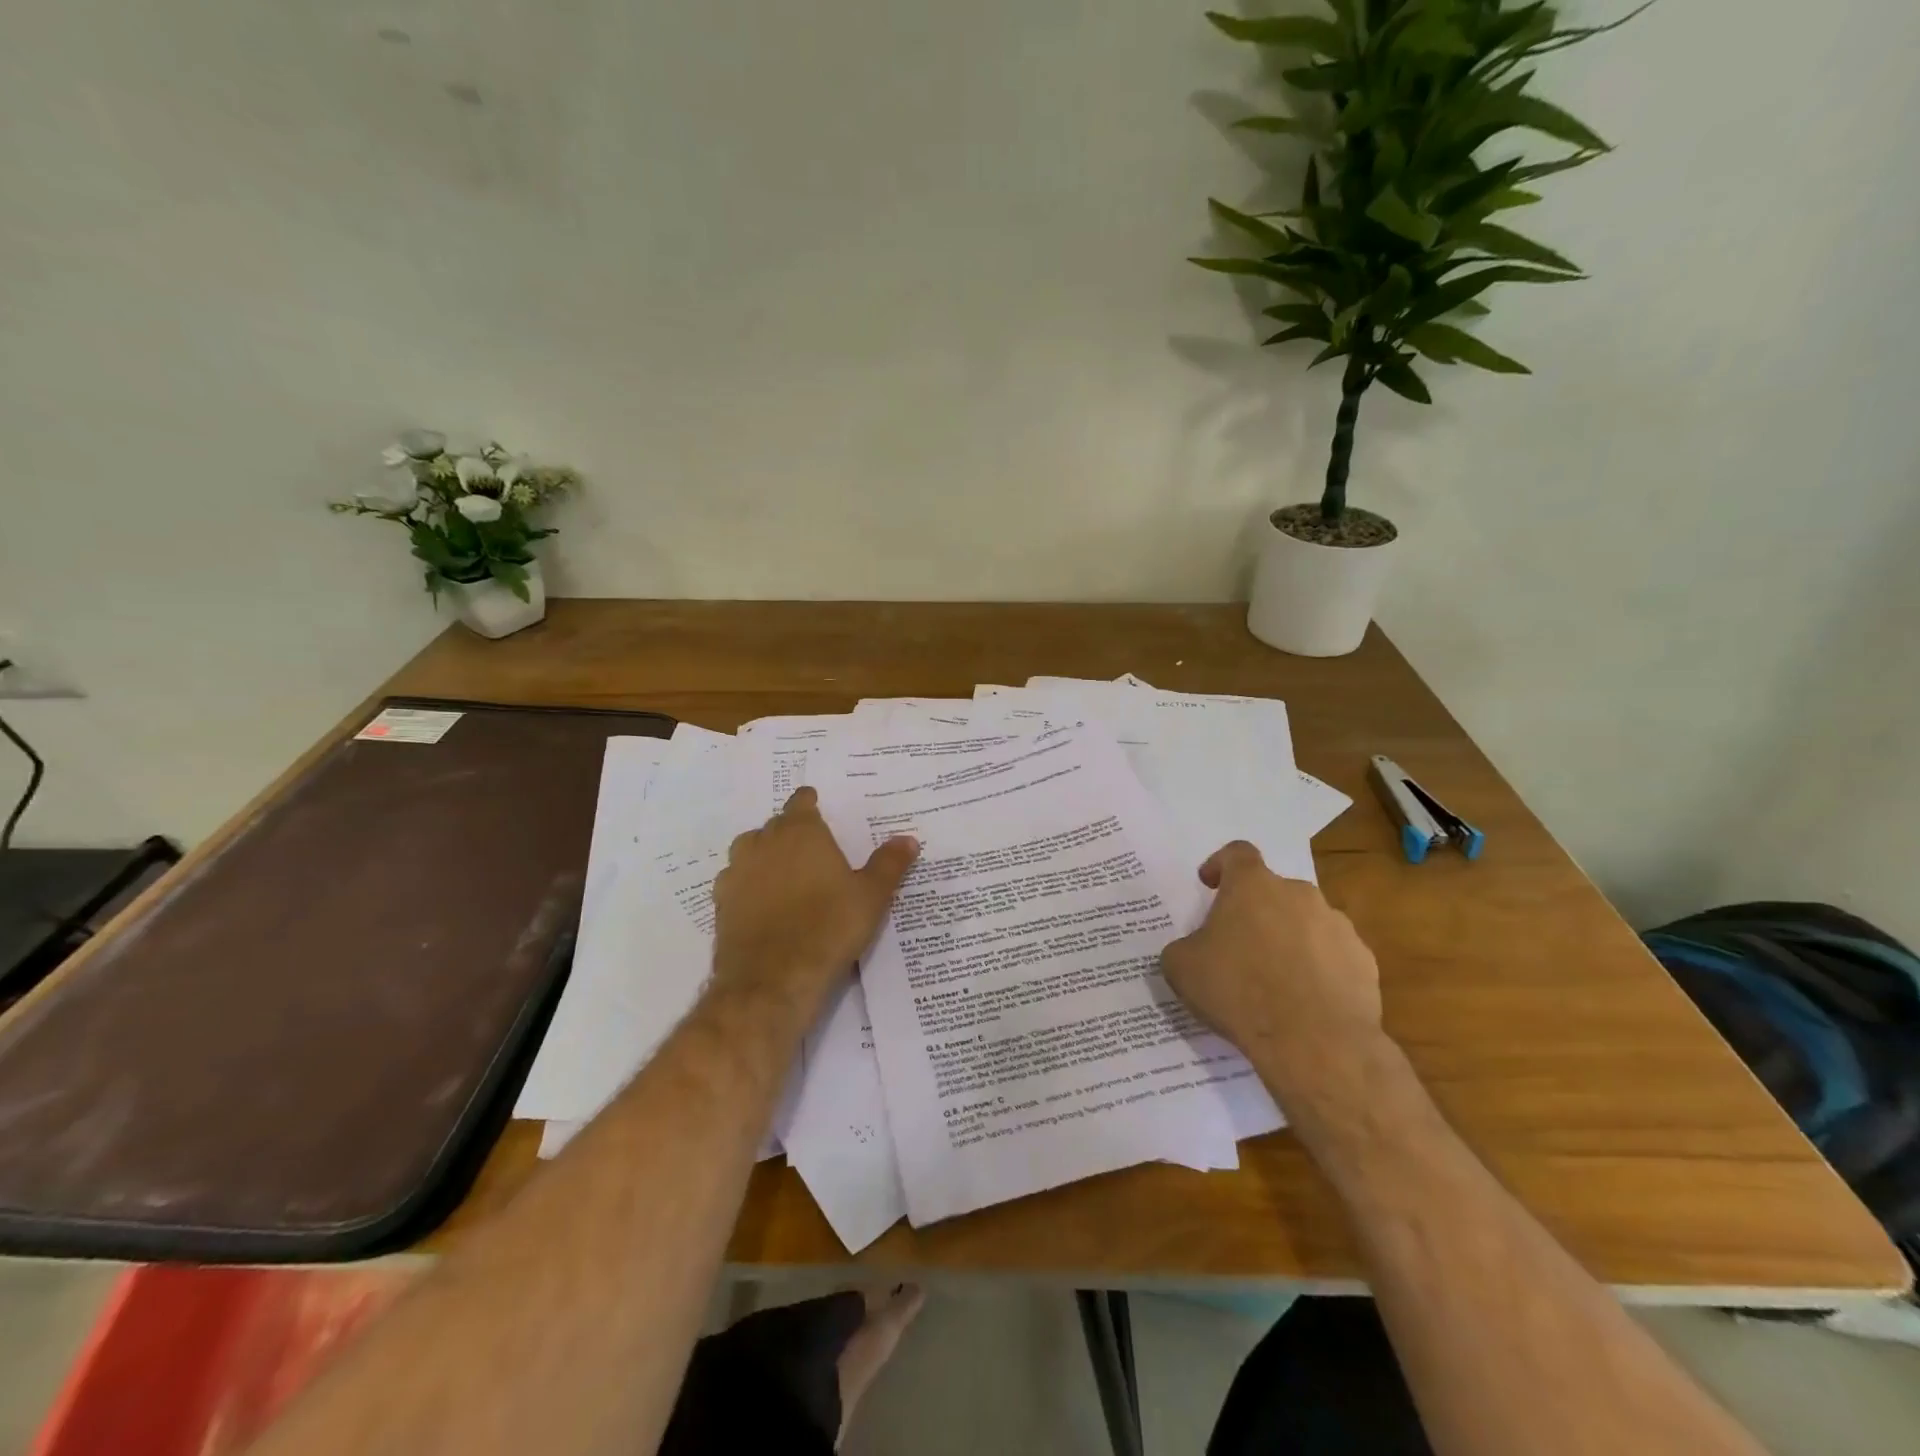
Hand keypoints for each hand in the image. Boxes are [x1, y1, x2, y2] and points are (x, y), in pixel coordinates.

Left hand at [710, 787, 918, 1020]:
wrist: (773, 979)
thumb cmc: (829, 927)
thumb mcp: (872, 896)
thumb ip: (889, 864)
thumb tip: (908, 839)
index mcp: (801, 832)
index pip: (801, 802)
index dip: (810, 804)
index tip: (819, 810)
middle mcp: (764, 842)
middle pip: (775, 825)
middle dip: (791, 831)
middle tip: (812, 849)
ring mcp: (737, 871)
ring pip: (750, 850)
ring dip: (765, 855)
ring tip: (786, 875)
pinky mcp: (721, 902)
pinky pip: (736, 881)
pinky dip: (748, 885)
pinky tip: (763, 903)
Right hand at [1160, 841, 1386, 1097]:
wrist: (1314, 1042)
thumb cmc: (1238, 991)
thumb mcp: (1181, 967)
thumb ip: (1185, 946)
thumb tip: (1194, 950)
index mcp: (1252, 885)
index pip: (1237, 853)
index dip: (1220, 865)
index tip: (1210, 884)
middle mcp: (1298, 894)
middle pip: (1273, 891)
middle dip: (1256, 911)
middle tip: (1238, 945)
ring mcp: (1337, 926)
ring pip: (1306, 922)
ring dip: (1289, 939)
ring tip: (1274, 980)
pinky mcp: (1363, 961)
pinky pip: (1333, 956)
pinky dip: (1318, 969)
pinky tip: (1305, 1000)